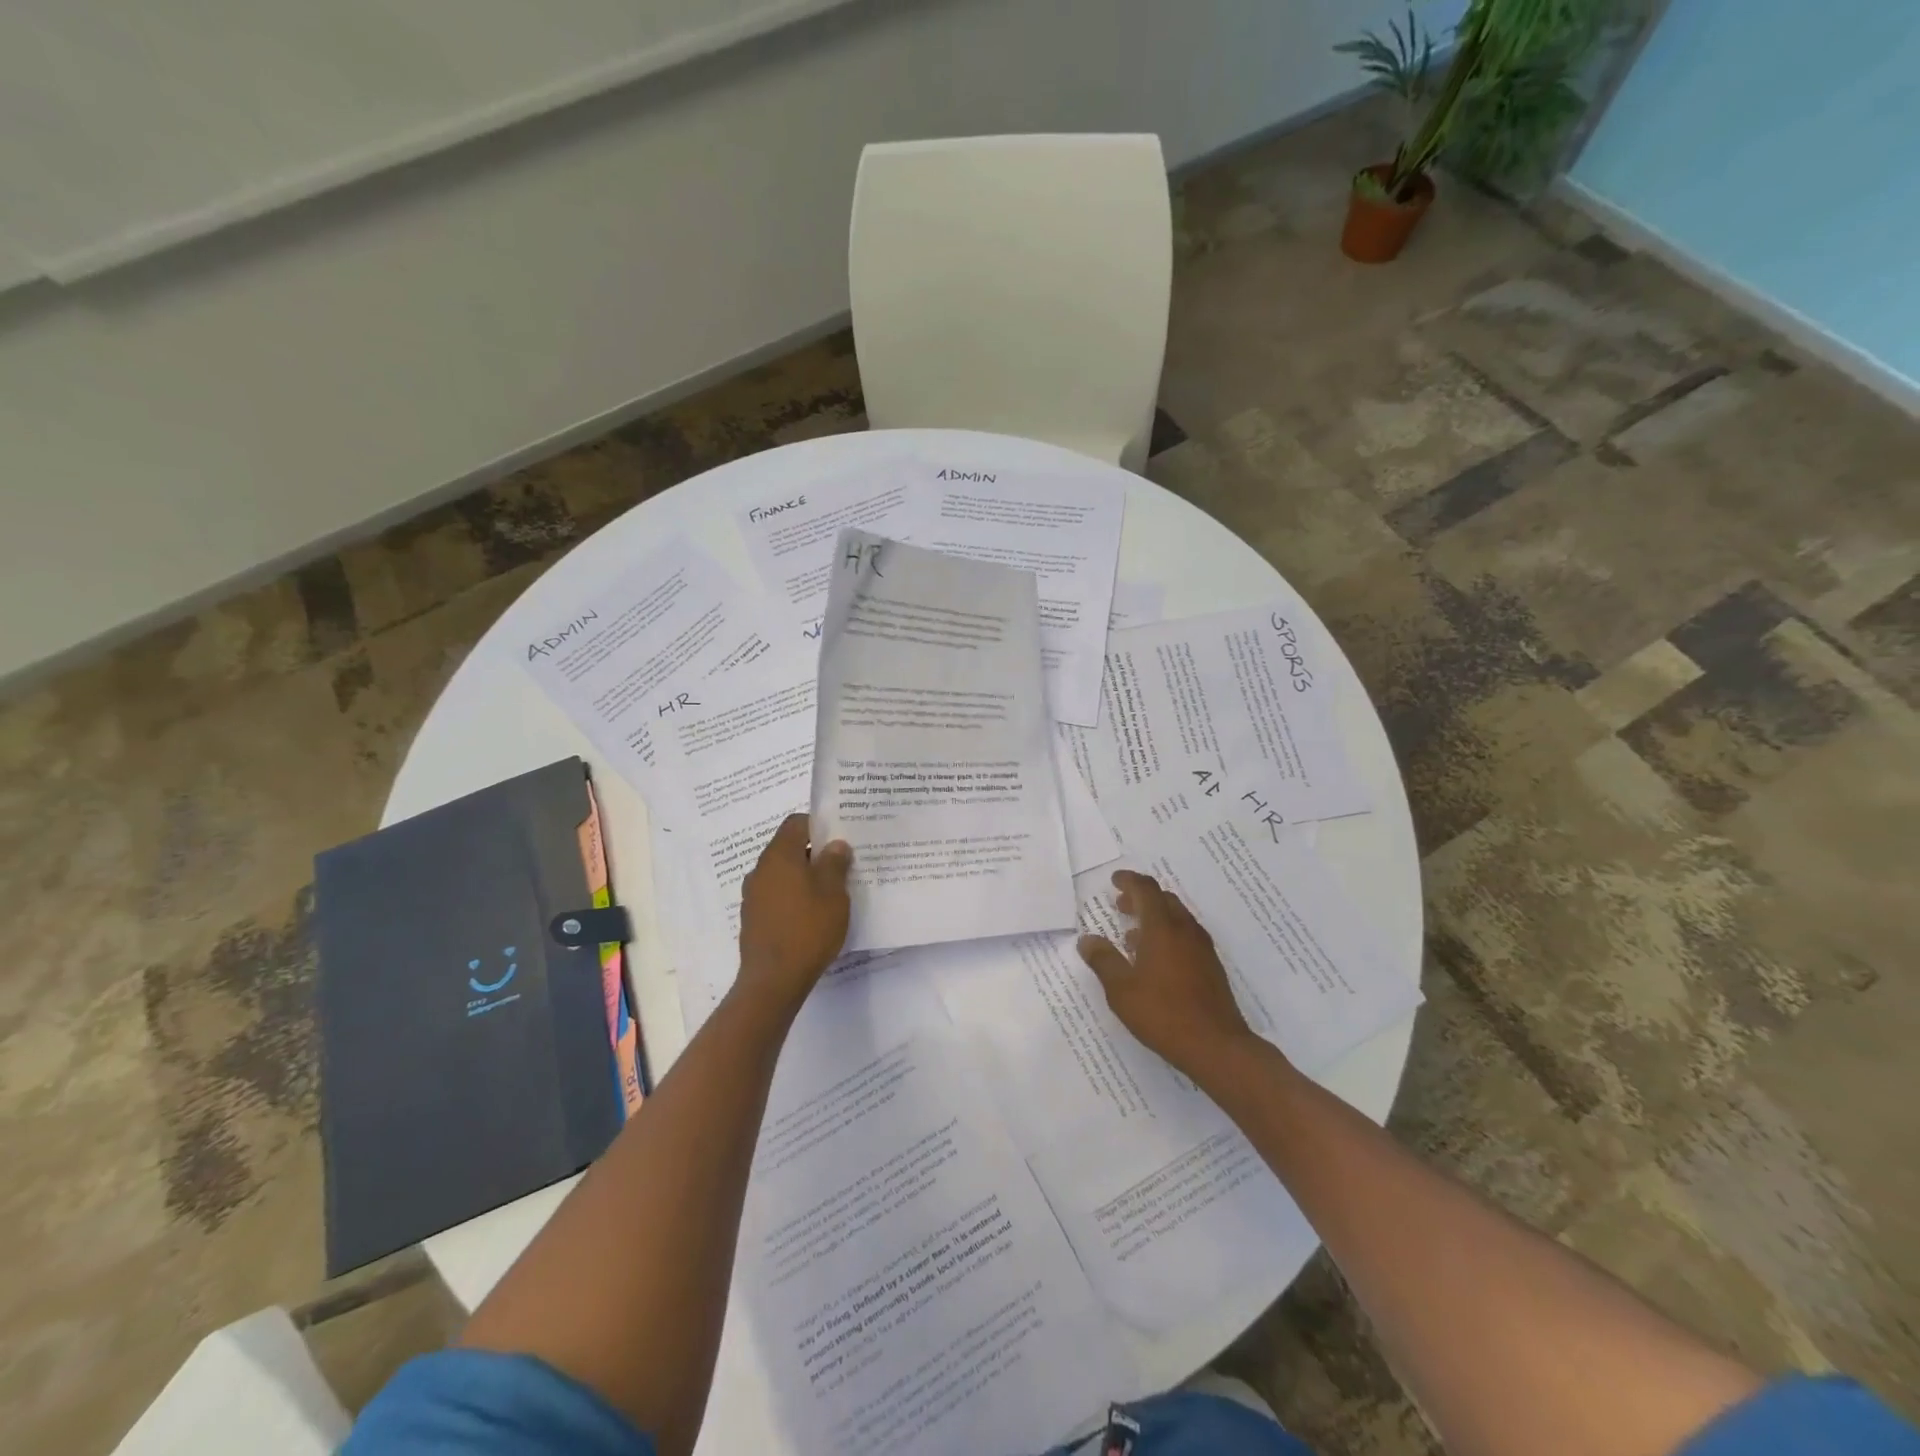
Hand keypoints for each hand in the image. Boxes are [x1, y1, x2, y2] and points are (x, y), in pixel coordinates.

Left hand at [736, 814, 852, 1015]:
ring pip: (782, 874)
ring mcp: (753, 895)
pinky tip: (812, 915)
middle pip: (788, 848)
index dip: (818, 825)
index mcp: (779, 856)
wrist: (774, 980)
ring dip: (804, 877)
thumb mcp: (833, 894)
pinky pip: (776, 895)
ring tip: (830, 892)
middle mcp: (761, 870)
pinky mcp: (753, 918)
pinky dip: (793, 897)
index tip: (840, 837)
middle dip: (814, 853)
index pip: (796, 823)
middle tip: (841, 865)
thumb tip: (835, 845)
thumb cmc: (808, 929)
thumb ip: (835, 863)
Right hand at [1077, 869, 1255, 1078]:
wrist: (1217, 1046)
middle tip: (1121, 905)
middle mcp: (1185, 930)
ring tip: (1132, 936)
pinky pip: (1186, 936)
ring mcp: (1202, 948)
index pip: (1146, 890)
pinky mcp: (1211, 966)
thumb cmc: (1163, 1014)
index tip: (1114, 880)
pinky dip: (1168, 934)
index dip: (1129, 881)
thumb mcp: (1121, 990)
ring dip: (1155, 917)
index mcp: (1162, 928)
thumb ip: (1103, 960)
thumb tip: (1087, 940)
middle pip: (1164, 899)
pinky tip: (1155, 960)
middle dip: (1141, 898)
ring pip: (1177, 918)